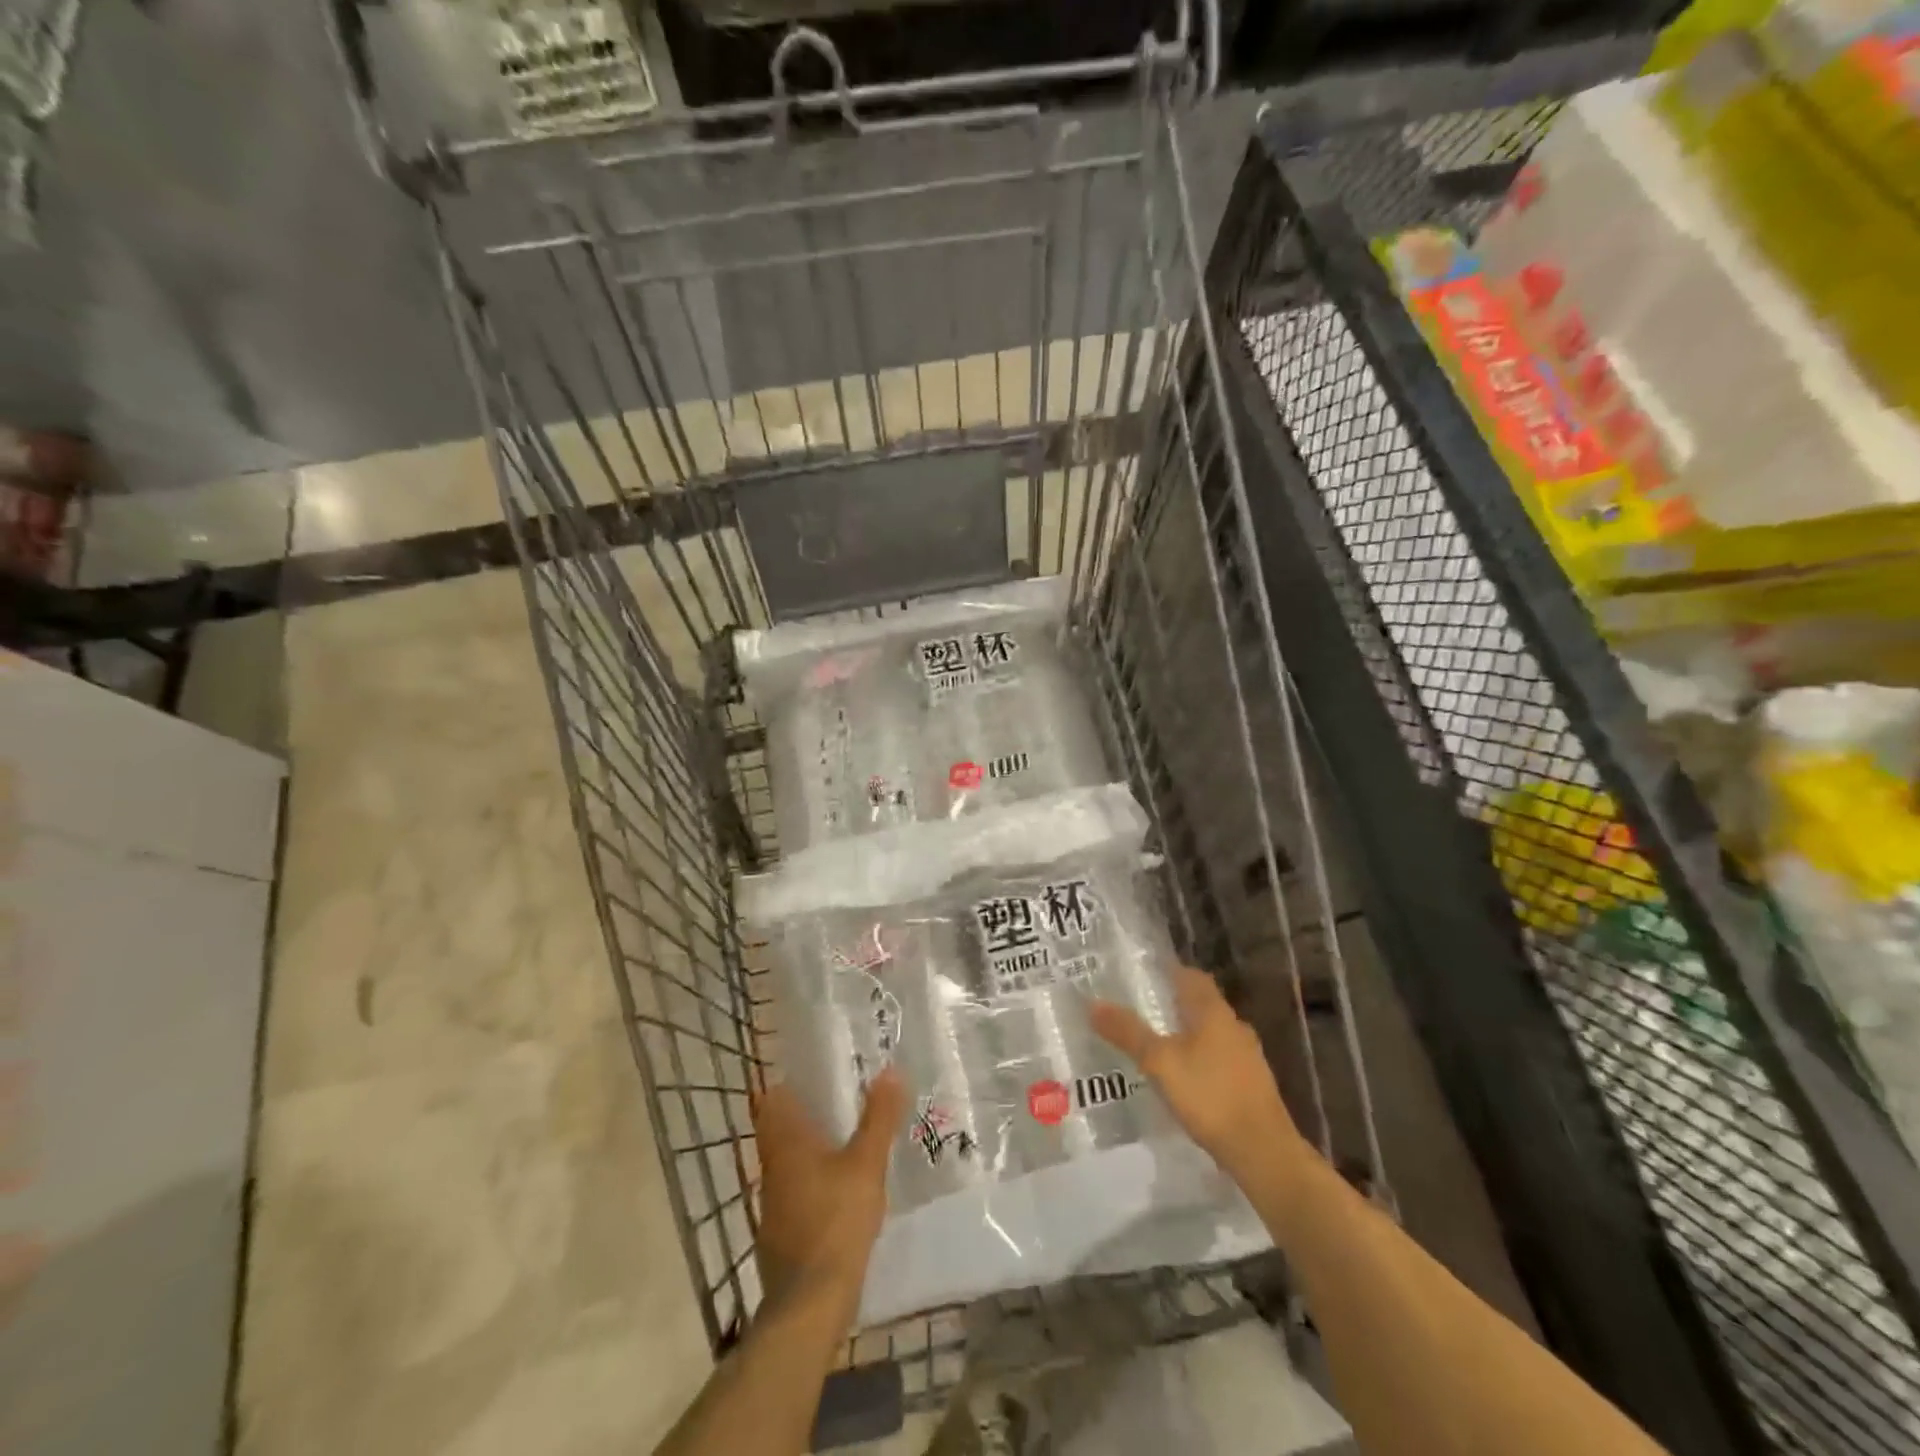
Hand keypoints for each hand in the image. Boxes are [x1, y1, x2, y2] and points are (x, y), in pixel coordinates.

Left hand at [750, 1068, 905, 1322]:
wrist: (809, 1304)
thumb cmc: (836, 1221)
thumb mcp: (866, 1164)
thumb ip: (879, 1118)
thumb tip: (891, 1070)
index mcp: (786, 1143)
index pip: (774, 1099)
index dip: (791, 1082)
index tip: (817, 1072)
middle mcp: (772, 1167)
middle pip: (781, 1129)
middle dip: (807, 1115)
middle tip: (842, 1101)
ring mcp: (773, 1204)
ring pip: (789, 1163)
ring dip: (811, 1150)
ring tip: (847, 1140)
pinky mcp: (781, 1234)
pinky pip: (796, 1192)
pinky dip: (813, 1183)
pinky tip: (840, 1190)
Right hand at [1090, 965, 1304, 1181]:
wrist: (1264, 1152)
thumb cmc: (1210, 1096)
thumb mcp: (1160, 1062)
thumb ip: (1128, 1032)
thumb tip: (1093, 1003)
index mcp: (1214, 1012)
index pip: (1192, 976)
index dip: (1169, 971)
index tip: (1143, 974)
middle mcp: (1234, 1027)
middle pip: (1202, 1005)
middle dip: (1173, 1004)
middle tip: (1140, 1009)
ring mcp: (1247, 1057)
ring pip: (1211, 1034)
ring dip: (1187, 1034)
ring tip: (1156, 1045)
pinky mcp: (1251, 1085)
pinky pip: (1219, 1060)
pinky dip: (1199, 1060)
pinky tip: (1183, 1079)